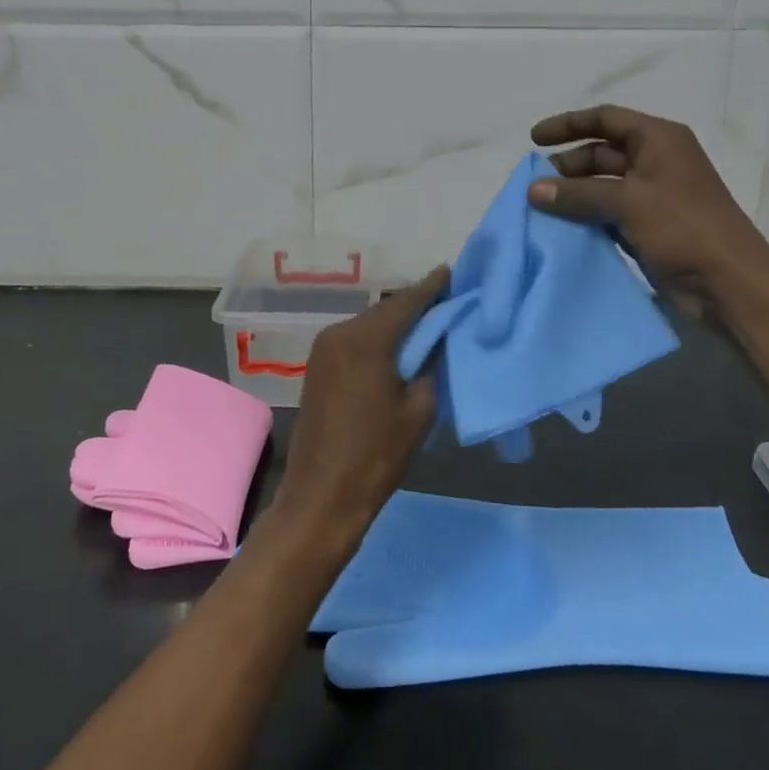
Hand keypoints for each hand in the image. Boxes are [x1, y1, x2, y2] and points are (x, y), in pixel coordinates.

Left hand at [269, 265, 449, 554]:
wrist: (321, 496)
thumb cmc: (376, 456)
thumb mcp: (419, 410)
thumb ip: (430, 366)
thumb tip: (436, 341)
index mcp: (365, 340)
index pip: (405, 302)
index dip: (431, 287)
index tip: (450, 272)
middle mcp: (339, 333)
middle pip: (384, 310)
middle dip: (414, 306)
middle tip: (445, 301)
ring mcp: (323, 348)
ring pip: (368, 324)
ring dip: (395, 323)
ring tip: (425, 323)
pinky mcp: (317, 365)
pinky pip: (354, 340)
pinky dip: (377, 338)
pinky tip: (396, 346)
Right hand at [529, 105, 768, 321]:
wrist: (728, 283)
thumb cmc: (683, 227)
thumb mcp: (628, 201)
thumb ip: (577, 193)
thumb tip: (532, 190)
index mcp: (659, 139)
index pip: (606, 119)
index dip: (568, 125)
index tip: (533, 140)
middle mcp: (656, 161)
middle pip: (601, 152)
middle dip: (567, 165)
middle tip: (534, 184)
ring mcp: (652, 196)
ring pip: (602, 185)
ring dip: (573, 193)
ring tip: (540, 207)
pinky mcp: (648, 226)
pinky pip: (608, 213)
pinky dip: (585, 217)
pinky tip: (561, 229)